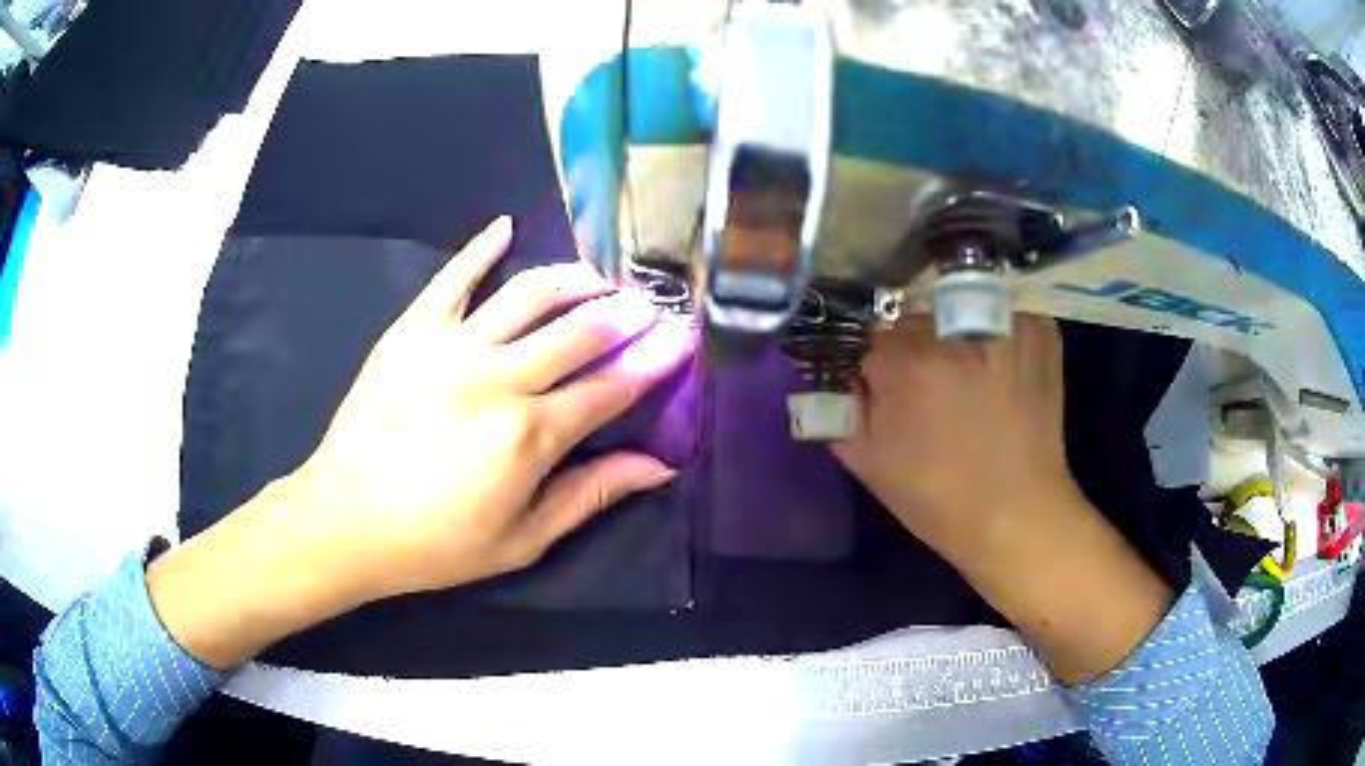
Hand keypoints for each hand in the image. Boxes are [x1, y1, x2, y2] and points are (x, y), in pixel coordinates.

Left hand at [148, 218, 694, 667]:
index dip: (653, 362)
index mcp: (531, 434)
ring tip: (598, 278)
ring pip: (529, 293)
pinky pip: (453, 277)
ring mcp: (453, 345)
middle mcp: (500, 377)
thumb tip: (659, 466)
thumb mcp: (521, 540)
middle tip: (649, 304)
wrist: (346, 519)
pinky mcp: (413, 330)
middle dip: (626, 314)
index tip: (683, 338)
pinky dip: (481, 247)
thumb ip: (590, 495)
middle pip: (580, 330)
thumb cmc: (435, 543)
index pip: (611, 387)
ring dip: (573, 279)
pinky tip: (504, 226)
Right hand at [832, 315, 1172, 684]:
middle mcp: (957, 330)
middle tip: (935, 392)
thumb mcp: (868, 462)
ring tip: (972, 380)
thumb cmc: (939, 498)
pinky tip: (1003, 372)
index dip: (880, 369)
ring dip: (957, 337)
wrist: (1019, 515)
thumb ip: (837, 407)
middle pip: (917, 318)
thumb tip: (833, 372)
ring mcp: (1006, 325)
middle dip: (917, 349)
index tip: (894, 397)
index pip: (873, 337)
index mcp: (909, 362)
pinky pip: (1005, 315)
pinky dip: (999, 335)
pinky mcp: (1041, 332)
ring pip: (960, 311)